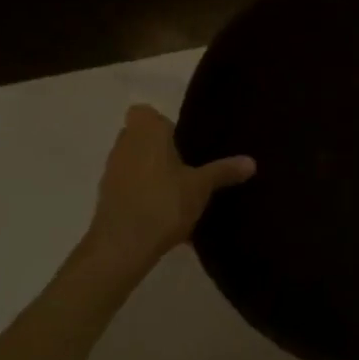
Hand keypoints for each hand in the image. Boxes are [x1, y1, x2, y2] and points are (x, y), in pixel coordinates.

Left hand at [82, 104, 254, 269]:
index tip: (181, 138)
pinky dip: (144, 195)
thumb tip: (251, 162)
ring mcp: (112, 173)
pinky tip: (166, 214)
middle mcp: (124, 146)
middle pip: (139, 137)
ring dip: (151, 172)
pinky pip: (129, 187)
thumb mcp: (202, 186)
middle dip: (160, 148)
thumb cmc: (164, 203)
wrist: (121, 247)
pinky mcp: (106, 199)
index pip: (144, 112)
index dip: (160, 122)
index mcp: (146, 133)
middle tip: (188, 162)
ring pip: (133, 163)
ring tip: (179, 190)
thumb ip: (224, 170)